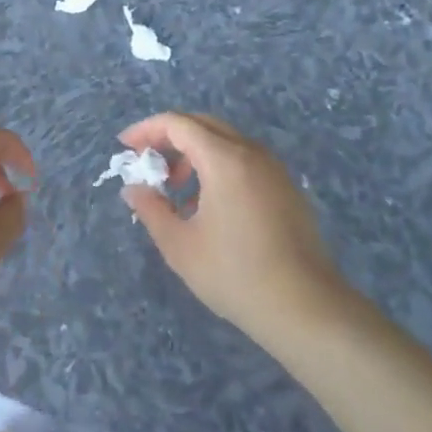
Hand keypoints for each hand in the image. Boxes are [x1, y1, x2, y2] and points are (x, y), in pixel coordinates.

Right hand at [116, 112, 346, 344]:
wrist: (305, 308)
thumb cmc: (235, 274)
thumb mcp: (179, 245)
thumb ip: (151, 209)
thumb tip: (133, 188)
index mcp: (225, 159)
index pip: (178, 124)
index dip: (146, 129)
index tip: (125, 147)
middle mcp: (252, 153)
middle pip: (203, 125)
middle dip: (169, 138)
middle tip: (148, 164)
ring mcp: (274, 170)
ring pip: (225, 142)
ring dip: (194, 154)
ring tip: (176, 192)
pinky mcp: (287, 189)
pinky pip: (244, 161)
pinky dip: (218, 168)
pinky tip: (208, 207)